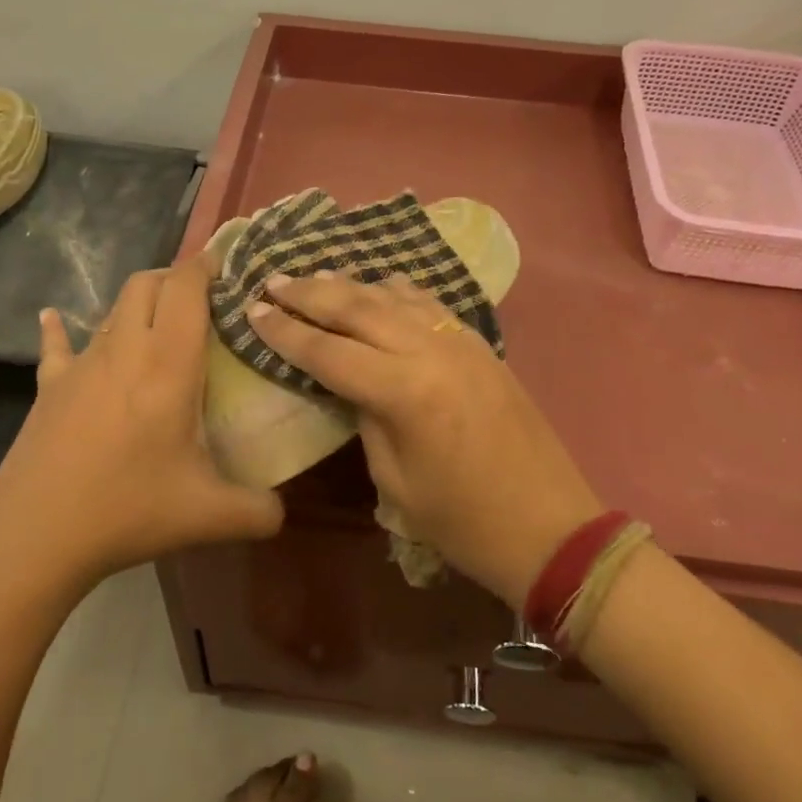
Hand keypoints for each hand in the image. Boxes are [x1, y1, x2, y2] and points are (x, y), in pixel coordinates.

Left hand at [0, 253, 282, 588]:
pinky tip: (53, 319)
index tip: (228, 265)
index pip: (186, 289)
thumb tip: (282, 511)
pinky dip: (60, 328)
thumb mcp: (209, 516)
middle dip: (175, 278)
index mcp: (168, 365)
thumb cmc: (128, 510)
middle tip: (202, 300)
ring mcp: (81, 365)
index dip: (206, 266)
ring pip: (112, 309)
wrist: (35, 537)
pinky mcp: (49, 387)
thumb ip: (260, 511)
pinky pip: (56, 344)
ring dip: (138, 303)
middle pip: (146, 284)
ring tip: (159, 323)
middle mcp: (124, 350)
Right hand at [248, 273, 601, 605]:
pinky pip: (430, 304)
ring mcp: (461, 342)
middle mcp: (431, 351)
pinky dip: (398, 291)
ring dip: (351, 284)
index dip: (284, 331)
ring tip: (316, 276)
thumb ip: (367, 418)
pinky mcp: (481, 345)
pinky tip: (381, 285)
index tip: (252, 309)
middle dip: (310, 292)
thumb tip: (353, 383)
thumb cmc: (462, 522)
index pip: (327, 350)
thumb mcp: (395, 480)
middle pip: (357, 308)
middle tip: (273, 280)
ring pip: (395, 296)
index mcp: (404, 391)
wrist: (549, 526)